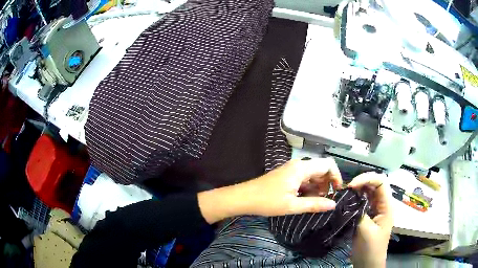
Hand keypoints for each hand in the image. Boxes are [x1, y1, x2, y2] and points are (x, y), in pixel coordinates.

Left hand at [198, 158, 342, 223]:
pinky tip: (306, 199)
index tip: (337, 191)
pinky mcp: (287, 175)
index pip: (328, 165)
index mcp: (301, 168)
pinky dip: (309, 188)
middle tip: (326, 200)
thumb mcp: (292, 206)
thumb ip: (314, 204)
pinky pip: (304, 178)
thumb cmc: (267, 201)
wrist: (244, 198)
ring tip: (317, 202)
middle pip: (321, 169)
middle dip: (327, 184)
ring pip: (313, 175)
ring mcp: (292, 170)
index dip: (336, 176)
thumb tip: (334, 205)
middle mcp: (298, 165)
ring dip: (318, 187)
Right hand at [348, 172, 392, 267]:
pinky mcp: (367, 215)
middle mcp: (382, 204)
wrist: (368, 263)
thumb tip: (350, 200)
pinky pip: (362, 201)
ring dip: (357, 189)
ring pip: (368, 192)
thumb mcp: (366, 231)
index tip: (352, 186)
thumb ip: (360, 213)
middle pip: (374, 184)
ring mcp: (374, 209)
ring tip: (345, 193)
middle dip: (361, 182)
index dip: (367, 178)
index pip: (381, 182)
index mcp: (386, 206)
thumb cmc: (370, 248)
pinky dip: (354, 198)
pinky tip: (346, 201)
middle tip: (346, 188)